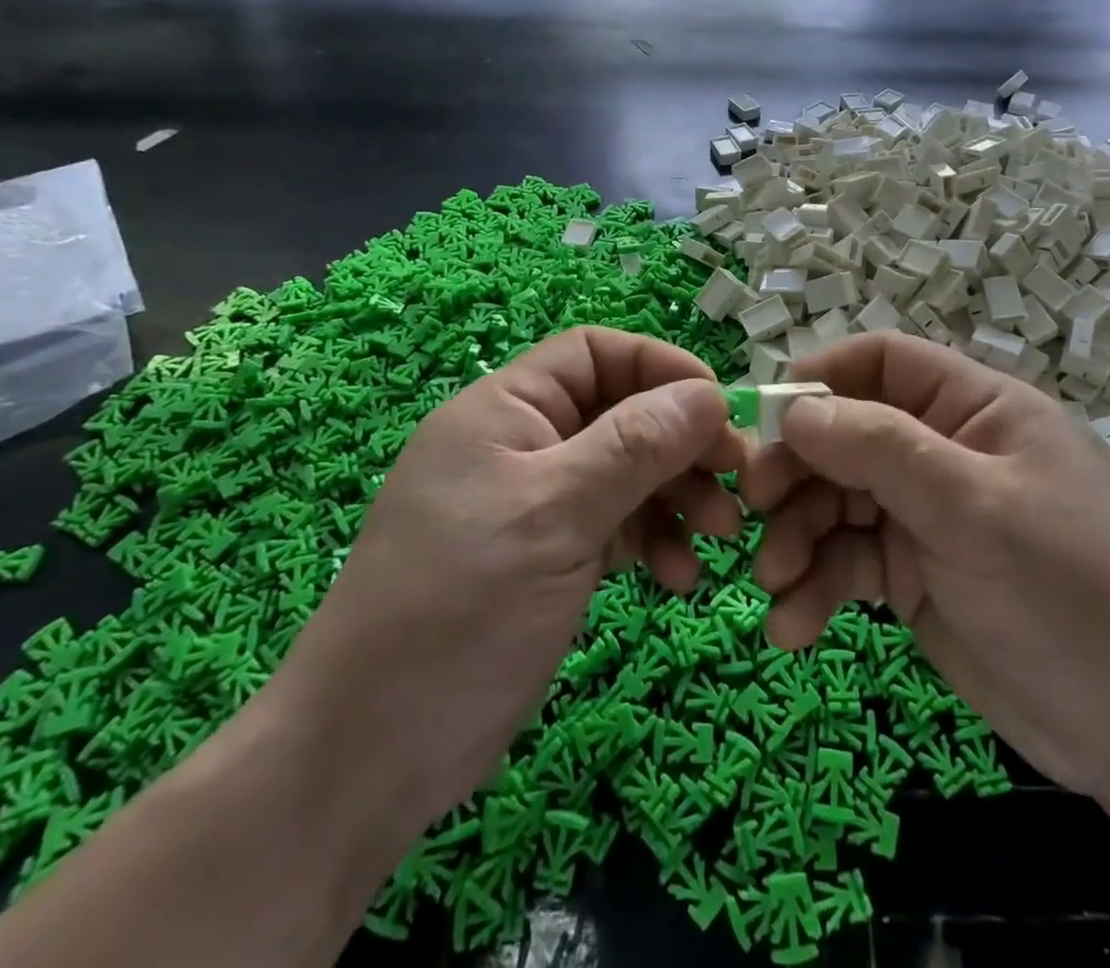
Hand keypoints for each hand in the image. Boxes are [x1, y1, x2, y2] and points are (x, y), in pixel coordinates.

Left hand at [270, 326, 745, 838]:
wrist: (371, 755)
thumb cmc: (460, 609)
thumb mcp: (556, 515)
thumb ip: (635, 446)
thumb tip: (708, 393)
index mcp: (506, 410)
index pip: (596, 353)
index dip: (661, 368)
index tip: (718, 408)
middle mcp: (522, 444)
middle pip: (621, 413)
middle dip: (681, 443)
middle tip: (738, 481)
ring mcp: (536, 503)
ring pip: (626, 471)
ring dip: (677, 497)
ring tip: (719, 537)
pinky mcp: (548, 556)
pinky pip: (616, 525)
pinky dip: (653, 541)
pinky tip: (678, 579)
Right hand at [739, 333, 1109, 797]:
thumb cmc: (1069, 592)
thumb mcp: (974, 509)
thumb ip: (881, 450)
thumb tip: (794, 410)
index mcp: (973, 409)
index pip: (883, 362)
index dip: (822, 378)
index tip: (768, 418)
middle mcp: (941, 452)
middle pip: (844, 435)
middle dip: (796, 472)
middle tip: (753, 509)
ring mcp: (922, 514)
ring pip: (834, 502)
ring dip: (796, 539)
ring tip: (773, 585)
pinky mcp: (909, 574)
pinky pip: (845, 563)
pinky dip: (814, 589)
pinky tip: (792, 628)